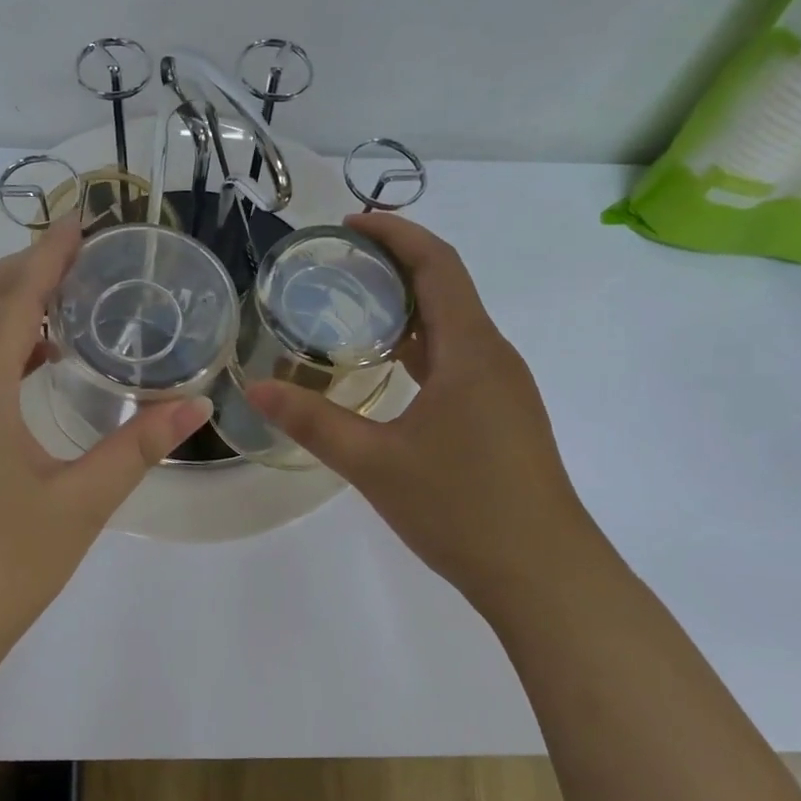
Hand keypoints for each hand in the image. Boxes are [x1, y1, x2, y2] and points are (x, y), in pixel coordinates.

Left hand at [0, 221, 211, 698]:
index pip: (11, 297)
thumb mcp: (80, 503)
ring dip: (7, 300)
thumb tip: (198, 407)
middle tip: (83, 252)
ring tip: (64, 292)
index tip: (82, 222)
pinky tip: (34, 356)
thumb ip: (138, 446)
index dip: (47, 255)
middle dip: (26, 266)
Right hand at [248, 213, 582, 600]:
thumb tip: (254, 388)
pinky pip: (459, 356)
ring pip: (454, 324)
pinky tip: (387, 365)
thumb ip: (313, 421)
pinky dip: (421, 342)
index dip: (396, 233)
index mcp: (471, 350)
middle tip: (337, 263)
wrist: (545, 576)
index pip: (437, 265)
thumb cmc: (462, 508)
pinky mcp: (502, 414)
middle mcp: (493, 356)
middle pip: (447, 286)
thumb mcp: (374, 462)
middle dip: (395, 263)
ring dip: (409, 304)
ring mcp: (502, 387)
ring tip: (353, 304)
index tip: (348, 224)